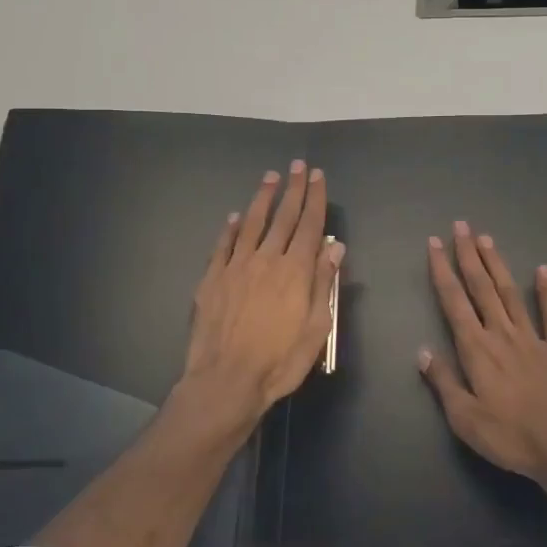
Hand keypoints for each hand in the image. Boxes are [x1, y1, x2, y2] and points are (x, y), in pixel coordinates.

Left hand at [183, 162, 344, 427]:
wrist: (226, 381)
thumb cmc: (279, 361)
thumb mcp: (316, 328)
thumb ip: (324, 284)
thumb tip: (335, 247)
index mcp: (295, 271)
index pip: (309, 225)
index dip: (315, 198)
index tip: (318, 176)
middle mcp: (266, 260)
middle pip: (283, 217)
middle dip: (293, 189)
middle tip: (298, 165)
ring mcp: (236, 267)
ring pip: (251, 224)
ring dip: (262, 198)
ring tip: (270, 177)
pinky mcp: (212, 280)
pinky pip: (223, 246)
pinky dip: (230, 228)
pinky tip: (234, 217)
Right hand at [418, 221, 546, 488]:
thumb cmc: (509, 437)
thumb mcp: (465, 419)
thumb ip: (444, 382)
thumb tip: (423, 351)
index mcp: (477, 350)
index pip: (454, 302)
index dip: (442, 271)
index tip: (433, 244)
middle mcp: (502, 334)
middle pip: (481, 287)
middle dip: (468, 255)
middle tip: (461, 226)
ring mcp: (532, 338)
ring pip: (510, 293)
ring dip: (497, 264)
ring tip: (487, 239)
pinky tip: (543, 270)